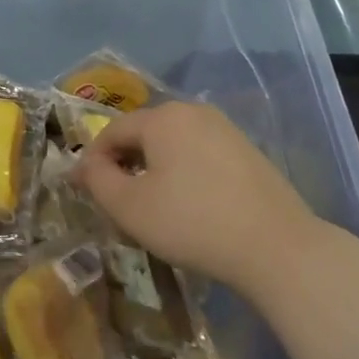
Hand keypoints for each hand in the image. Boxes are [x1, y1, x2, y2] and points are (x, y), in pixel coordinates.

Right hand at [73, 101, 330, 296]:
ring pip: (173, 145)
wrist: (275, 246)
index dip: (92, 161)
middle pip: (144, 134)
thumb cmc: (191, 222)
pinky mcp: (247, 151)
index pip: (112, 131)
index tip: (84, 192)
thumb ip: (96, 179)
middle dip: (124, 164)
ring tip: (151, 207)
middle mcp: (194, 112)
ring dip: (153, 170)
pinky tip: (188, 206)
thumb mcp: (129, 206)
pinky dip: (183, 174)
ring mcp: (226, 129)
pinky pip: (200, 155)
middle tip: (116, 203)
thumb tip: (84, 164)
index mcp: (163, 117)